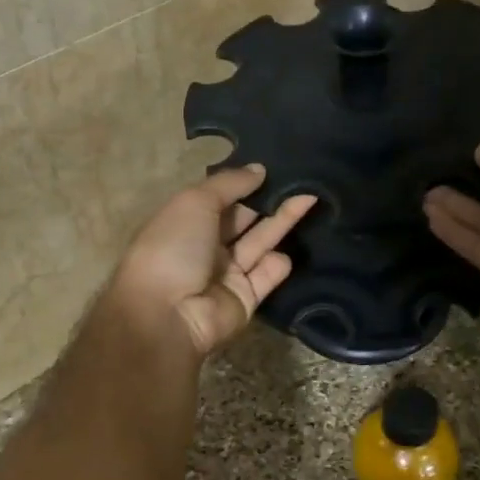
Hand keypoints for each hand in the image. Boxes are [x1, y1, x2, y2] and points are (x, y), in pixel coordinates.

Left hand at [111, 166, 318, 356]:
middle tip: (303, 178)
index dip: (245, 183)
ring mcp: (226, 274)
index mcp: (187, 221)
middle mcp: (206, 246)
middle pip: (244, 219)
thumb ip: (229, 184)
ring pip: (260, 243)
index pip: (221, 198)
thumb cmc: (174, 247)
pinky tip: (290, 245)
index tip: (276, 165)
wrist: (167, 313)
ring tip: (311, 196)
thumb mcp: (195, 201)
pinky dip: (277, 264)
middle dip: (269, 200)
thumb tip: (259, 169)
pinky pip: (266, 276)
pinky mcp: (245, 299)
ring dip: (283, 222)